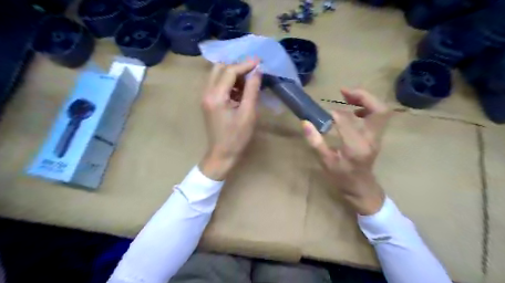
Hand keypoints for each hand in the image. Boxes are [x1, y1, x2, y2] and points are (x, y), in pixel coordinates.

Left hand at [198, 59, 260, 181]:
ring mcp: (205, 97)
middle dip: (237, 67)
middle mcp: (206, 93)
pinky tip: (240, 91)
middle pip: (219, 68)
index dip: (245, 65)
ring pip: (217, 75)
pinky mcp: (208, 102)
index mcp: (216, 96)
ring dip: (233, 75)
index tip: (259, 61)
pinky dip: (229, 83)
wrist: (222, 154)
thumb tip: (257, 72)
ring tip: (248, 83)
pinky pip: (217, 84)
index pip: (230, 71)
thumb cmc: (237, 137)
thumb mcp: (248, 114)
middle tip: (252, 72)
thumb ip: (252, 90)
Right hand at [301, 88, 391, 213]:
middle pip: (379, 110)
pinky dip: (367, 108)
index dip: (334, 113)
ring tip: (347, 97)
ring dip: (366, 100)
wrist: (361, 189)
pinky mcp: (377, 137)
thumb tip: (305, 123)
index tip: (323, 113)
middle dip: (362, 96)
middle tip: (344, 92)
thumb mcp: (325, 162)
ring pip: (381, 111)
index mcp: (356, 146)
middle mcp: (371, 139)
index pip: (347, 120)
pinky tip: (353, 111)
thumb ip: (315, 142)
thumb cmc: (342, 178)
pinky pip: (378, 117)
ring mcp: (377, 138)